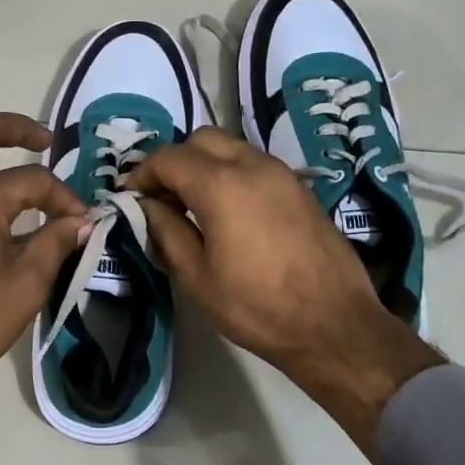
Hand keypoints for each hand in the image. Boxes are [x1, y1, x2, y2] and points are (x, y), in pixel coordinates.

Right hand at [125, 128, 441, 456]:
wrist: (334, 325)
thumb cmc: (257, 307)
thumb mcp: (197, 277)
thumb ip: (167, 232)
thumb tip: (148, 206)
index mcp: (221, 185)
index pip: (169, 158)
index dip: (142, 174)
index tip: (131, 198)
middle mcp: (252, 165)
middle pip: (201, 140)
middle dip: (175, 161)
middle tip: (162, 198)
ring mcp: (282, 173)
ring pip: (231, 148)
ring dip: (205, 165)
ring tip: (193, 205)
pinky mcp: (300, 188)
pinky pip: (255, 164)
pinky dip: (232, 174)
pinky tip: (228, 212)